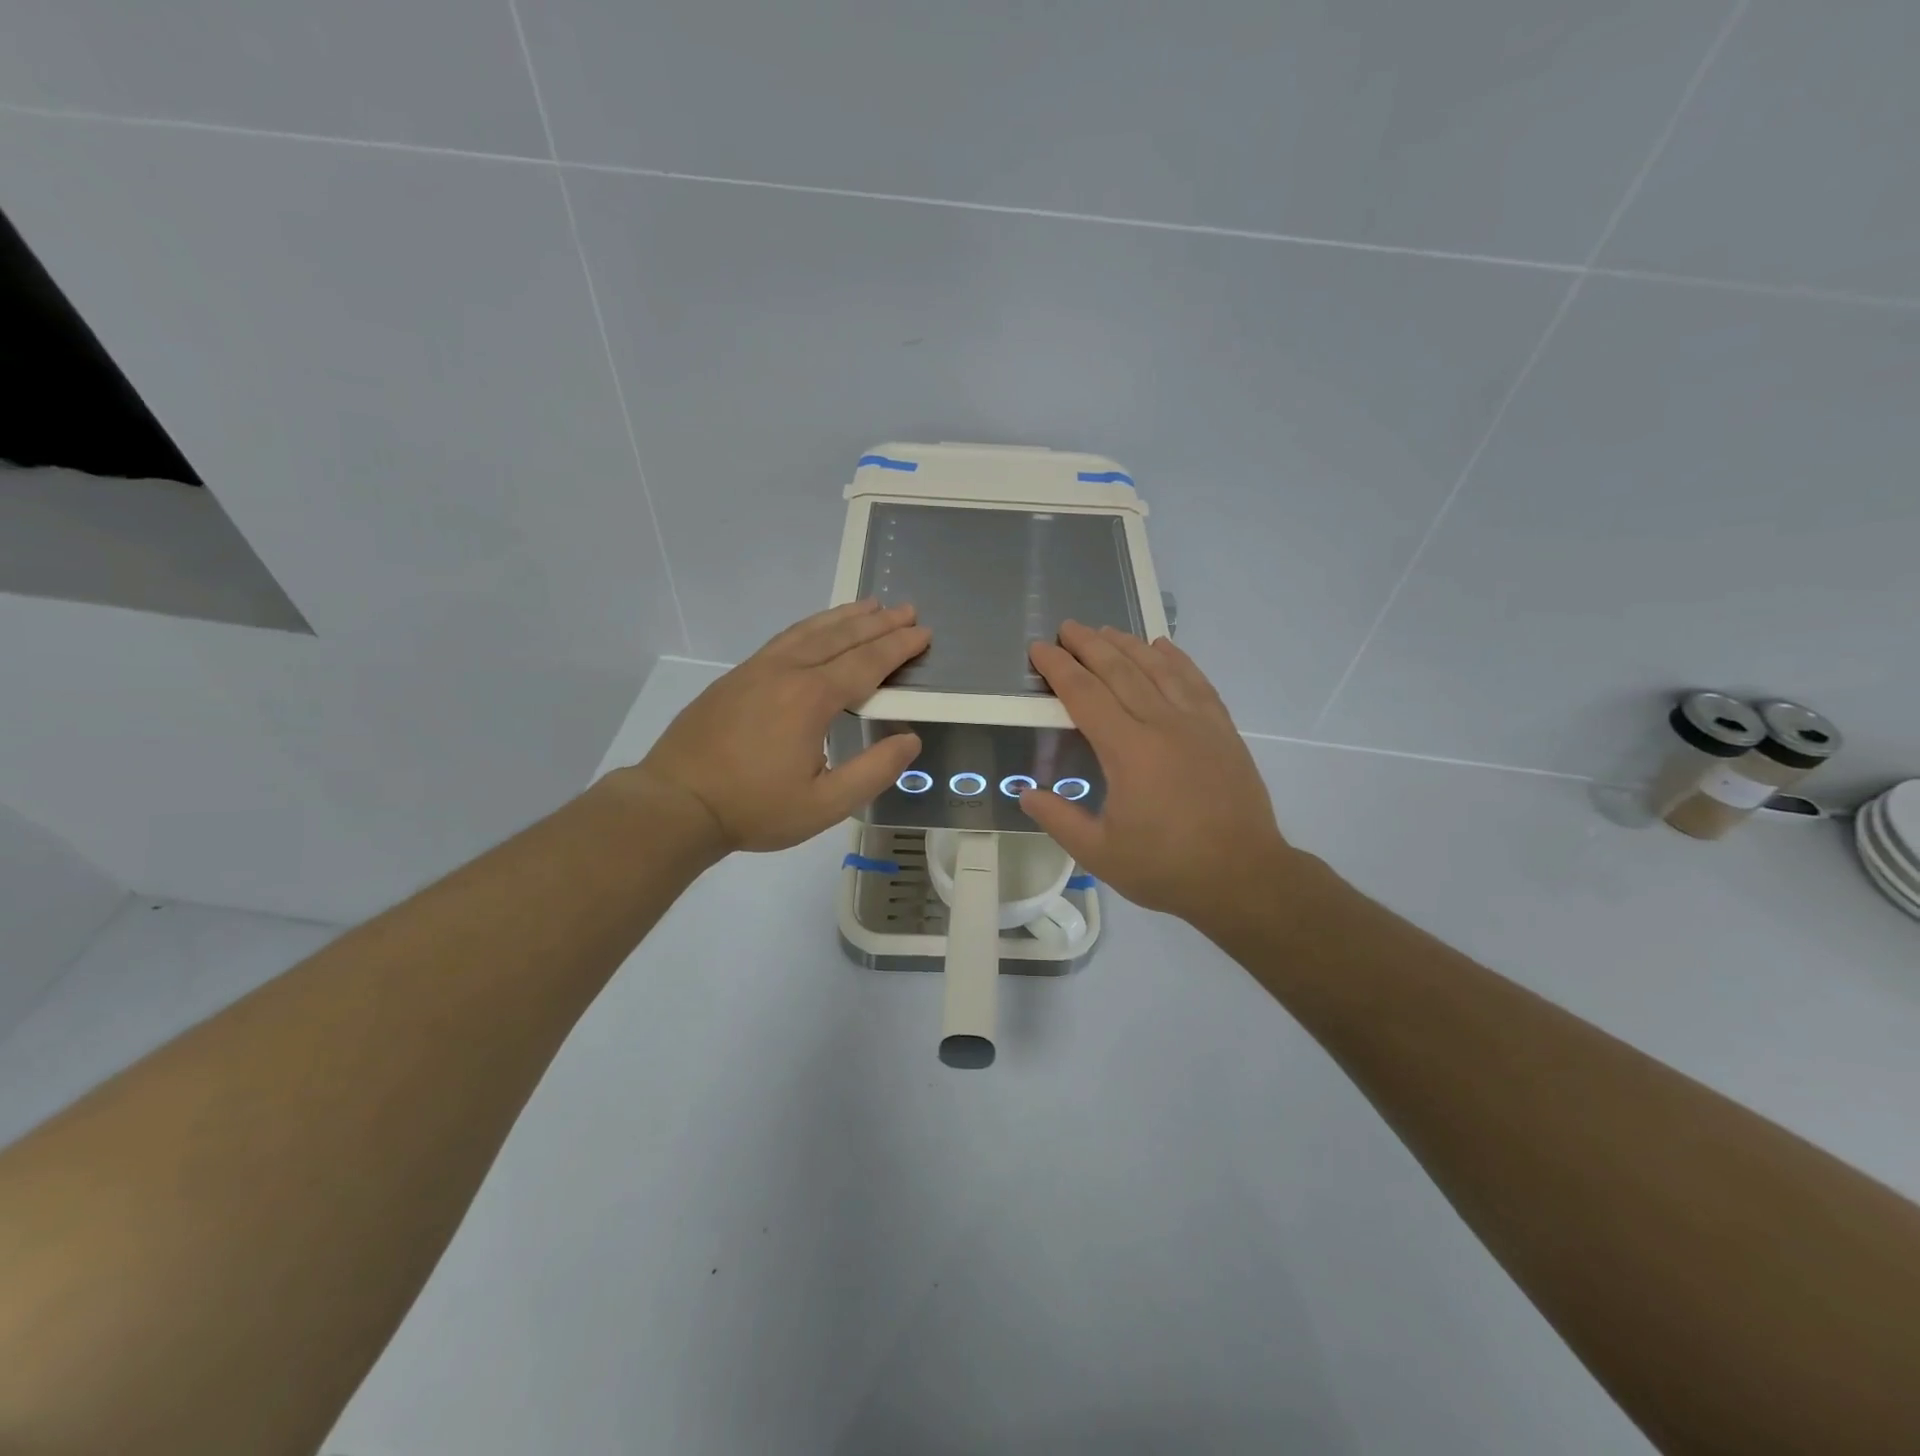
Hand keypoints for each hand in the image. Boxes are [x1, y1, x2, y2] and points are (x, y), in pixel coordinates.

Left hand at [625, 601, 928, 854]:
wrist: (677, 803)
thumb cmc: (755, 808)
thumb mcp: (825, 804)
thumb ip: (873, 771)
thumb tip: (910, 741)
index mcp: (812, 698)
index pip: (866, 663)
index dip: (898, 647)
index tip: (923, 633)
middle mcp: (787, 672)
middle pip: (841, 637)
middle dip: (879, 623)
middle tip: (907, 609)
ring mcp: (757, 670)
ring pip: (810, 631)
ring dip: (844, 617)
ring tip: (870, 605)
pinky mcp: (736, 677)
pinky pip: (784, 639)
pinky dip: (811, 626)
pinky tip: (817, 629)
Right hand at [1019, 622, 1299, 929]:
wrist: (1244, 877)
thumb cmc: (1167, 868)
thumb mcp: (1100, 853)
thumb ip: (1059, 819)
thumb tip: (1025, 793)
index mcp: (1128, 750)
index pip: (1084, 695)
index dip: (1058, 668)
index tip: (1039, 649)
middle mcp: (1162, 724)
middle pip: (1119, 670)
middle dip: (1089, 645)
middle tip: (1067, 628)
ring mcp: (1198, 723)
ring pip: (1158, 668)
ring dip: (1128, 645)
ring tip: (1106, 630)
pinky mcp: (1222, 730)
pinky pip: (1196, 682)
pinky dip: (1177, 659)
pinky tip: (1163, 647)